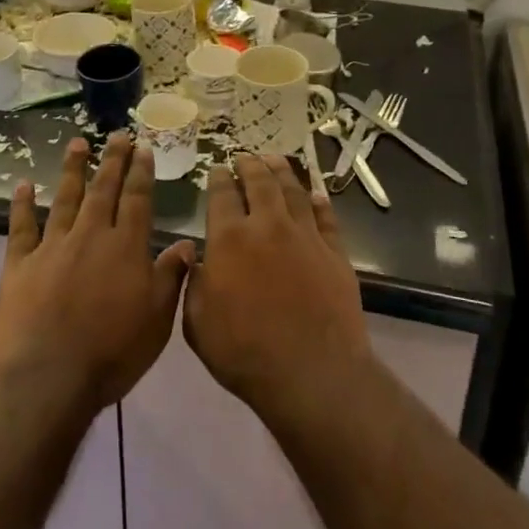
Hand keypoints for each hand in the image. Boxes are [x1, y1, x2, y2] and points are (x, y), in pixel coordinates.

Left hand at [0, 133, 195, 413]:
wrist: (46, 379)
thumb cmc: (111, 353)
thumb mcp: (156, 320)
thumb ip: (171, 278)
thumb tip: (186, 243)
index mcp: (125, 247)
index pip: (137, 199)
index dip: (141, 172)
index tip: (143, 147)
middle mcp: (90, 236)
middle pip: (103, 189)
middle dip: (112, 160)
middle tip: (117, 134)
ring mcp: (52, 247)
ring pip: (65, 198)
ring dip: (72, 169)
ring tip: (77, 143)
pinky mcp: (19, 264)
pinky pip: (21, 227)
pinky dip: (21, 205)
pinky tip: (23, 185)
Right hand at [183, 154, 369, 426]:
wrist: (312, 372)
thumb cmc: (245, 352)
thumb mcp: (198, 324)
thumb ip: (193, 284)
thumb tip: (196, 258)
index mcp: (230, 238)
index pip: (221, 195)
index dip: (218, 178)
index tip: (217, 168)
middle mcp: (268, 225)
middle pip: (259, 182)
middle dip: (249, 165)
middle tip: (245, 156)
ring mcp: (305, 235)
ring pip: (293, 190)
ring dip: (282, 170)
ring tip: (275, 158)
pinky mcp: (334, 251)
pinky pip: (326, 216)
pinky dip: (320, 201)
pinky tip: (316, 193)